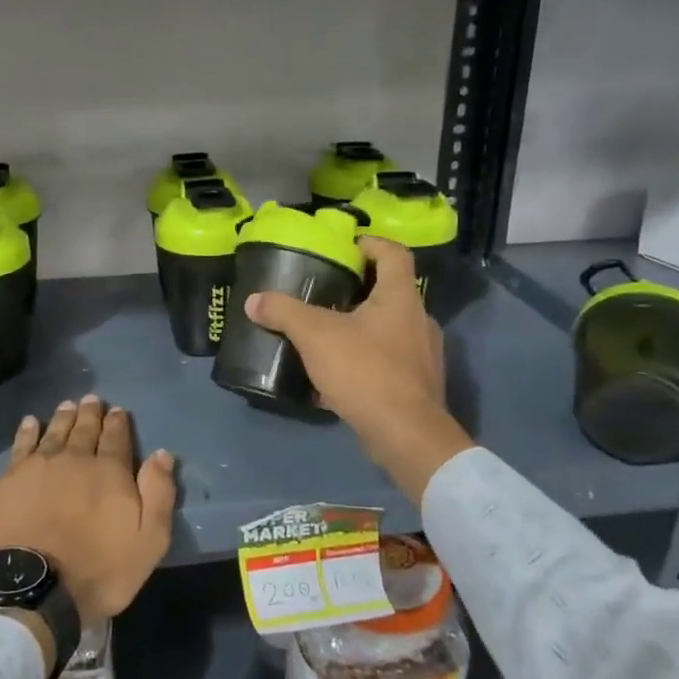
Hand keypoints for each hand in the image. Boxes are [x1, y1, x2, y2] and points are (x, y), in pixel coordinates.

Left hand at [0, 395, 177, 628]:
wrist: (34, 588)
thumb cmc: (99, 569)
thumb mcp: (149, 540)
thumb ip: (158, 494)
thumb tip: (162, 454)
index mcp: (110, 471)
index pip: (117, 438)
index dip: (118, 423)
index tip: (118, 411)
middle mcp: (75, 459)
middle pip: (85, 429)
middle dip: (91, 413)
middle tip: (92, 399)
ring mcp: (39, 466)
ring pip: (55, 432)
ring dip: (63, 417)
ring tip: (68, 405)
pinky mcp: (10, 479)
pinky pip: (22, 445)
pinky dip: (28, 431)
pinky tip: (31, 422)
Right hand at [245, 236, 471, 502]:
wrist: (405, 434)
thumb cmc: (365, 371)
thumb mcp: (316, 336)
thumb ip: (284, 313)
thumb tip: (254, 300)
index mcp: (401, 298)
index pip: (394, 254)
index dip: (372, 243)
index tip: (347, 246)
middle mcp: (420, 320)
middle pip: (392, 291)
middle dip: (360, 289)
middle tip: (326, 291)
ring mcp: (424, 355)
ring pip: (391, 328)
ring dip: (363, 326)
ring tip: (329, 334)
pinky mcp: (419, 385)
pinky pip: (391, 361)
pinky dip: (367, 359)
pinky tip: (339, 375)